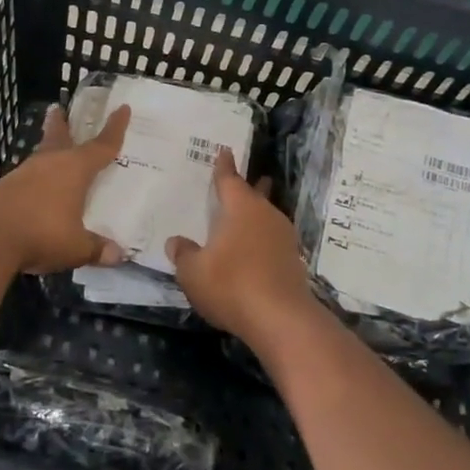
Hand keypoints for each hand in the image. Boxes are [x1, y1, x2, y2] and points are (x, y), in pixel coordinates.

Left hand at [0, 103, 130, 274]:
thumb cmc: (41, 233)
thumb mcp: (76, 247)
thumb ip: (96, 248)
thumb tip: (118, 255)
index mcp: (74, 169)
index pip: (101, 146)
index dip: (115, 128)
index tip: (122, 108)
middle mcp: (49, 164)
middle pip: (58, 137)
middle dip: (61, 124)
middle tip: (59, 109)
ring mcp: (23, 174)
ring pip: (41, 156)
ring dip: (47, 151)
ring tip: (53, 153)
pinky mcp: (4, 188)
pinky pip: (27, 178)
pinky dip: (36, 179)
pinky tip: (36, 191)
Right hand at [167, 148, 324, 343]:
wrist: (281, 319)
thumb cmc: (231, 285)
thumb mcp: (193, 272)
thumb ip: (184, 254)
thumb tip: (176, 241)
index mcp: (241, 208)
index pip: (229, 180)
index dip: (224, 166)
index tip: (225, 150)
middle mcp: (265, 215)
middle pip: (255, 195)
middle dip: (249, 188)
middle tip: (244, 180)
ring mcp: (284, 238)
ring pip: (266, 218)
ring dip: (256, 217)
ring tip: (244, 219)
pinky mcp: (293, 262)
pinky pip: (272, 241)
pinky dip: (261, 241)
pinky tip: (253, 252)